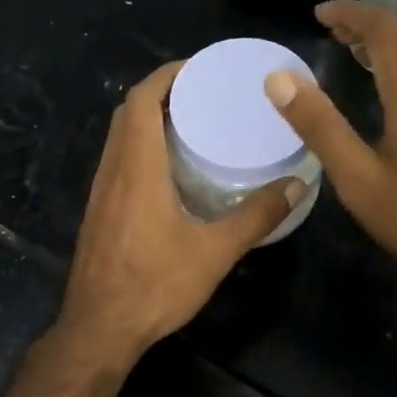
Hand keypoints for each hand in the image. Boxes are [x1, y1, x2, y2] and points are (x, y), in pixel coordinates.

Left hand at [55, 60, 301, 363]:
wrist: (99, 329)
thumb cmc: (154, 285)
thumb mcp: (214, 252)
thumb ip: (256, 216)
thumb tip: (298, 185)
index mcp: (137, 167)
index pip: (141, 100)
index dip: (167, 75)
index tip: (200, 67)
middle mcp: (113, 169)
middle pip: (128, 111)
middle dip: (162, 91)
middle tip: (204, 92)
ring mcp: (101, 190)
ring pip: (120, 135)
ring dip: (149, 117)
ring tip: (192, 120)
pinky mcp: (99, 209)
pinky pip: (118, 158)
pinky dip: (141, 144)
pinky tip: (170, 166)